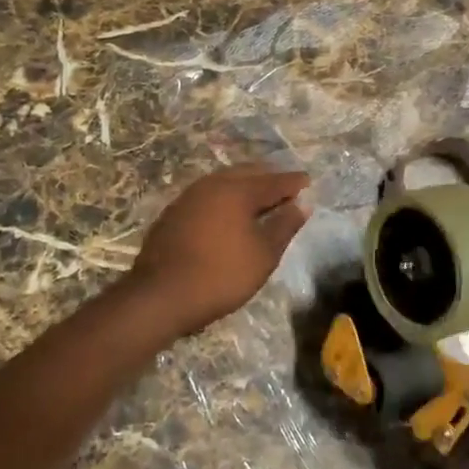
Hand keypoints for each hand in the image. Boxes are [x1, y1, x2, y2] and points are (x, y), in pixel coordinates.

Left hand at [128, 166, 310, 333]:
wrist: (160, 295)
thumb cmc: (221, 275)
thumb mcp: (263, 255)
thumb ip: (284, 226)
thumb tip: (300, 204)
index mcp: (238, 191)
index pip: (273, 181)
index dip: (293, 182)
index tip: (307, 181)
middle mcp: (213, 185)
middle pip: (247, 173)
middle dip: (268, 177)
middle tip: (284, 185)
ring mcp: (189, 197)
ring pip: (224, 181)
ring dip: (244, 184)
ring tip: (258, 195)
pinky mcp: (174, 212)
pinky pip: (207, 194)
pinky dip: (224, 196)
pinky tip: (227, 210)